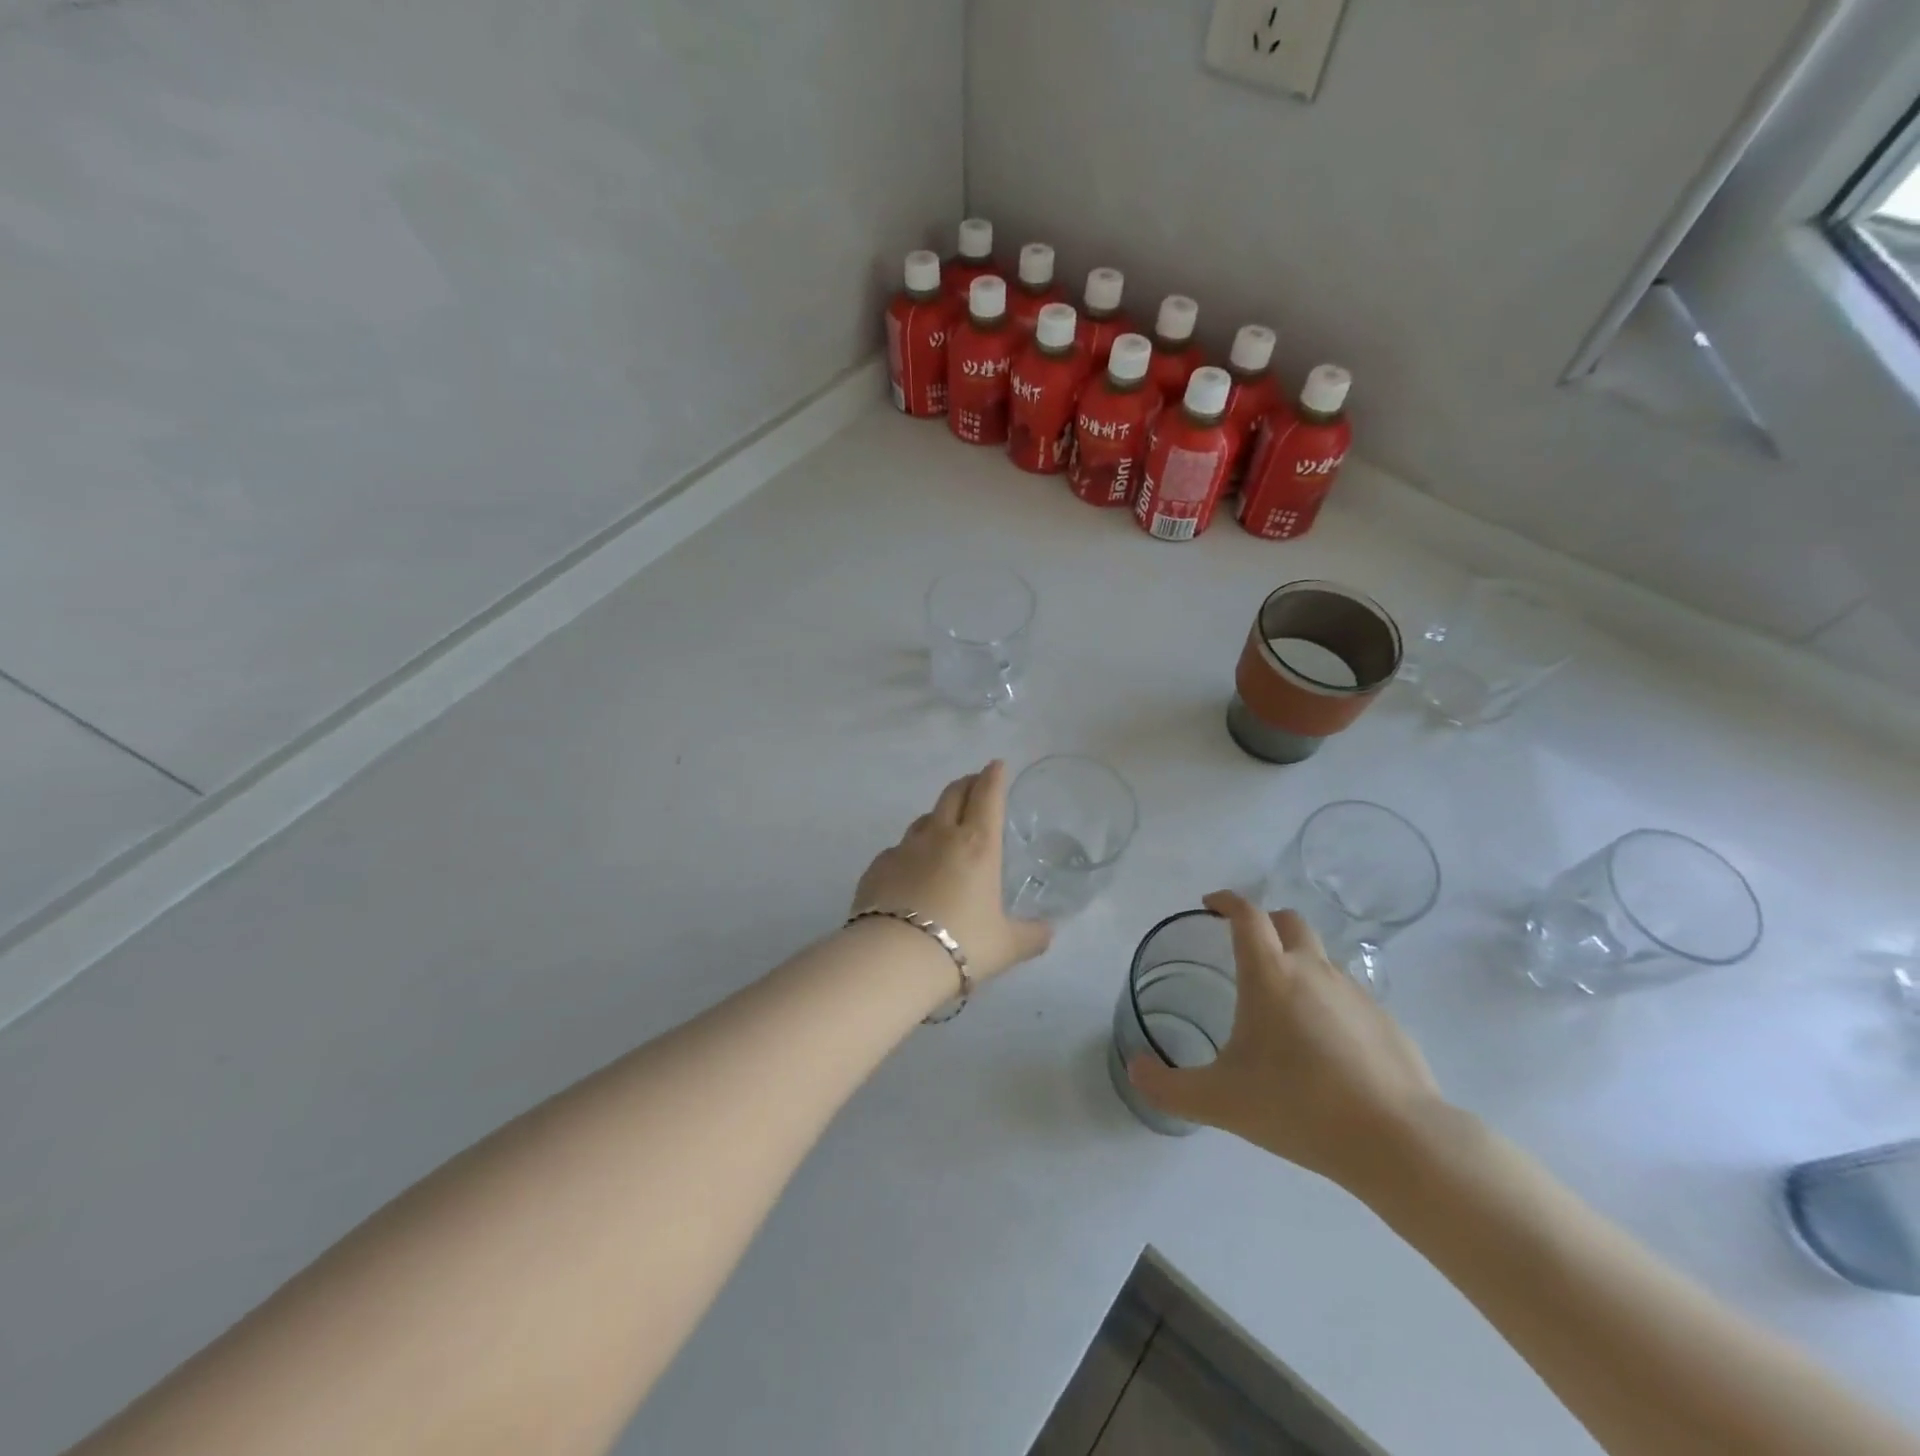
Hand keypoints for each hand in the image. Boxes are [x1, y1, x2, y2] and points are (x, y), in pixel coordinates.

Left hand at [852, 761, 1052, 983]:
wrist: (894, 959)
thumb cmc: (962, 945)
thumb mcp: (1007, 946)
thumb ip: (1032, 936)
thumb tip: (1048, 931)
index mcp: (978, 845)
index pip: (988, 796)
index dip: (994, 777)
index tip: (997, 765)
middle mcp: (940, 837)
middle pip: (953, 795)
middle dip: (966, 784)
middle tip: (974, 783)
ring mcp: (904, 849)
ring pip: (923, 819)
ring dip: (937, 816)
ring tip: (943, 826)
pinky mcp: (876, 867)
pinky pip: (897, 850)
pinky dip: (909, 852)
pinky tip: (910, 870)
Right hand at [1127, 890, 1448, 1194]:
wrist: (1398, 1142)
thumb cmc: (1299, 1107)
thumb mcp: (1220, 1101)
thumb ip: (1168, 1087)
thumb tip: (1134, 1070)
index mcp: (1271, 975)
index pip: (1247, 915)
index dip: (1226, 900)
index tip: (1210, 904)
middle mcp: (1314, 970)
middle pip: (1289, 921)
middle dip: (1265, 923)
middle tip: (1246, 949)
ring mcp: (1356, 993)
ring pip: (1321, 958)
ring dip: (1297, 964)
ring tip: (1281, 1009)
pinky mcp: (1386, 1021)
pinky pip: (1347, 995)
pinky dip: (1327, 1002)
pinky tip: (1323, 1048)